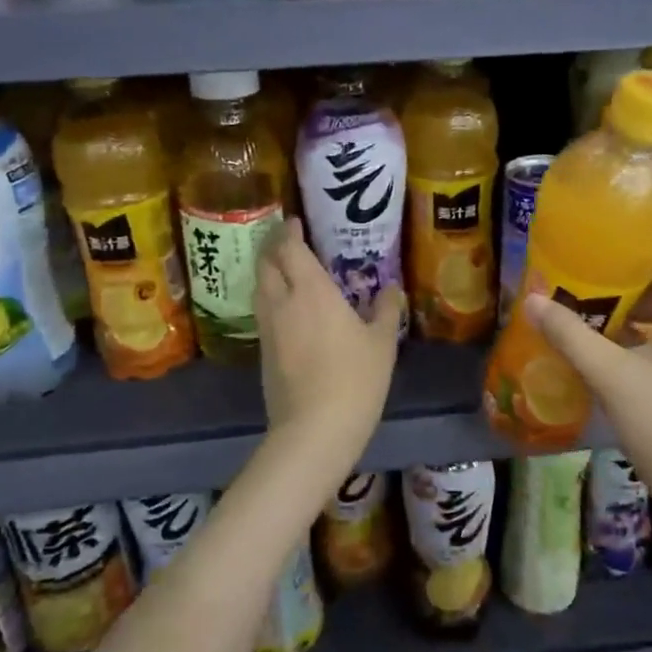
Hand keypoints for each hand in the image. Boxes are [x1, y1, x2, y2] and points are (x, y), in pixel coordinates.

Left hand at [254, 217, 402, 465]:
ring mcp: (268, 328)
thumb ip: (385, 310)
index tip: (294, 221)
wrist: (314, 429)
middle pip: (266, 263)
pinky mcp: (262, 351)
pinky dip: (270, 298)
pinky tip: (286, 308)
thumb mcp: (381, 343)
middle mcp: (282, 301)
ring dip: (268, 272)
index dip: (289, 231)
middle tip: (287, 241)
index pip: (290, 248)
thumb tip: (391, 288)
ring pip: (259, 287)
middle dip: (272, 247)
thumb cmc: (355, 379)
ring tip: (284, 269)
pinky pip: (262, 312)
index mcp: (311, 290)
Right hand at [524, 250, 651, 494]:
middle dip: (631, 280)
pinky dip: (648, 334)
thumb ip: (570, 334)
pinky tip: (613, 348)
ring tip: (593, 307)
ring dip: (637, 309)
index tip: (598, 246)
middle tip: (587, 277)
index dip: (639, 248)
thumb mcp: (611, 376)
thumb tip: (531, 300)